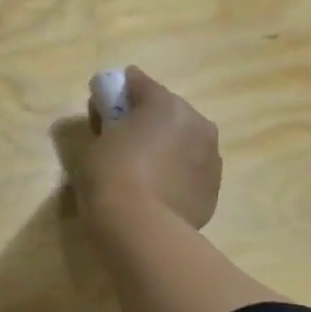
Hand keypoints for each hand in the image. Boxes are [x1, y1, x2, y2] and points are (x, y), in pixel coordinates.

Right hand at [77, 67, 221, 235]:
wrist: (141, 228)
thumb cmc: (110, 176)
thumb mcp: (96, 143)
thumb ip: (108, 124)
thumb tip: (113, 120)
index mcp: (165, 105)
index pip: (138, 83)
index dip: (117, 91)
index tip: (102, 104)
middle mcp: (196, 123)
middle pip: (167, 111)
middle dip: (147, 120)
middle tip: (122, 139)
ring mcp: (211, 157)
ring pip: (184, 141)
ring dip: (166, 147)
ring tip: (142, 171)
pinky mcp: (214, 187)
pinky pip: (190, 170)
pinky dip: (176, 174)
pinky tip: (156, 191)